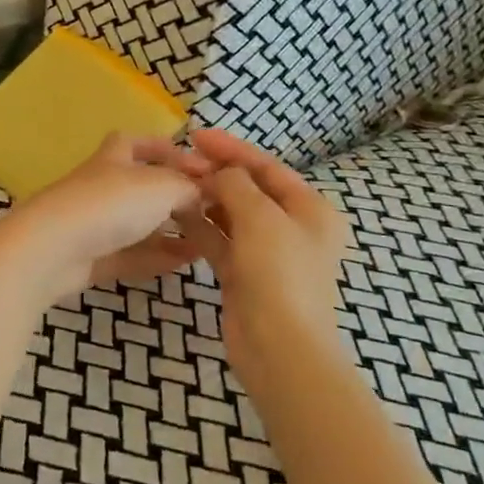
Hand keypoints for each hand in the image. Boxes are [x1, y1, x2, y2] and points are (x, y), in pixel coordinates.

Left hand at [0, 134, 209, 303]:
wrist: (52, 249)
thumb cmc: (109, 204)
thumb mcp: (161, 186)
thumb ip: (188, 188)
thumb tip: (204, 192)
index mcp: (113, 159)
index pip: (136, 142)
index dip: (165, 148)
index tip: (199, 164)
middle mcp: (102, 187)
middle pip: (140, 187)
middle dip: (173, 196)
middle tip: (208, 210)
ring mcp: (94, 225)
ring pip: (137, 224)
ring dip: (170, 231)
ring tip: (205, 241)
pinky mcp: (90, 259)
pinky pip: (131, 255)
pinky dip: (157, 257)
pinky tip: (185, 263)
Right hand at [184, 129, 350, 382]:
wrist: (280, 348)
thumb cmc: (279, 274)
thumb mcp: (261, 218)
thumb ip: (237, 184)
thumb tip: (222, 172)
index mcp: (310, 210)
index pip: (267, 168)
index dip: (232, 149)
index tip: (196, 135)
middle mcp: (292, 228)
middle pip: (249, 190)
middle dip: (216, 175)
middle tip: (179, 162)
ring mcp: (267, 253)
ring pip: (231, 216)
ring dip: (205, 200)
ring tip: (172, 185)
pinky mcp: (244, 275)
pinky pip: (220, 241)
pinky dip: (201, 228)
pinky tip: (175, 215)